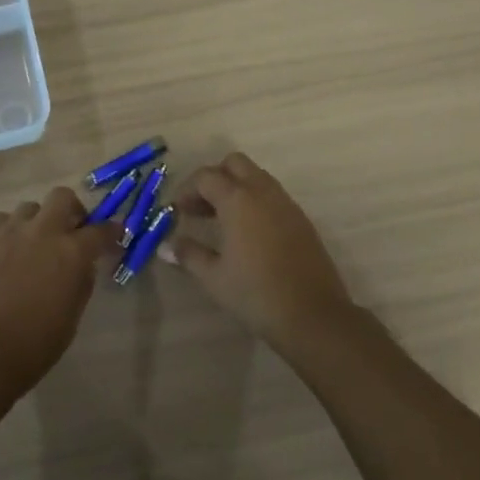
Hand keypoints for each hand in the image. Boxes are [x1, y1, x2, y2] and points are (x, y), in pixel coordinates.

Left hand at [0, 187, 115, 397]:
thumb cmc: (36, 343)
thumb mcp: (73, 313)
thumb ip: (81, 279)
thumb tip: (83, 263)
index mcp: (72, 252)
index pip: (101, 230)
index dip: (111, 232)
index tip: (113, 236)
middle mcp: (43, 231)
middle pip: (62, 197)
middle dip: (70, 210)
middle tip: (68, 231)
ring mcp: (10, 230)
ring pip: (29, 208)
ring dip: (36, 223)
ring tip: (30, 246)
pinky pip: (0, 221)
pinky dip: (7, 232)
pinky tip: (3, 253)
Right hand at [168, 153, 356, 347]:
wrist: (313, 315)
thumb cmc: (255, 293)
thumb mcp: (214, 276)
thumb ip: (189, 254)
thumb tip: (166, 246)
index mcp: (238, 199)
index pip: (206, 177)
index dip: (187, 189)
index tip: (178, 211)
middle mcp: (263, 192)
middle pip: (235, 164)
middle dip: (214, 178)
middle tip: (201, 207)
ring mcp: (286, 203)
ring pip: (256, 176)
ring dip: (236, 188)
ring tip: (222, 220)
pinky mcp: (301, 219)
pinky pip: (272, 195)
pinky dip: (255, 201)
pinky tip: (248, 233)